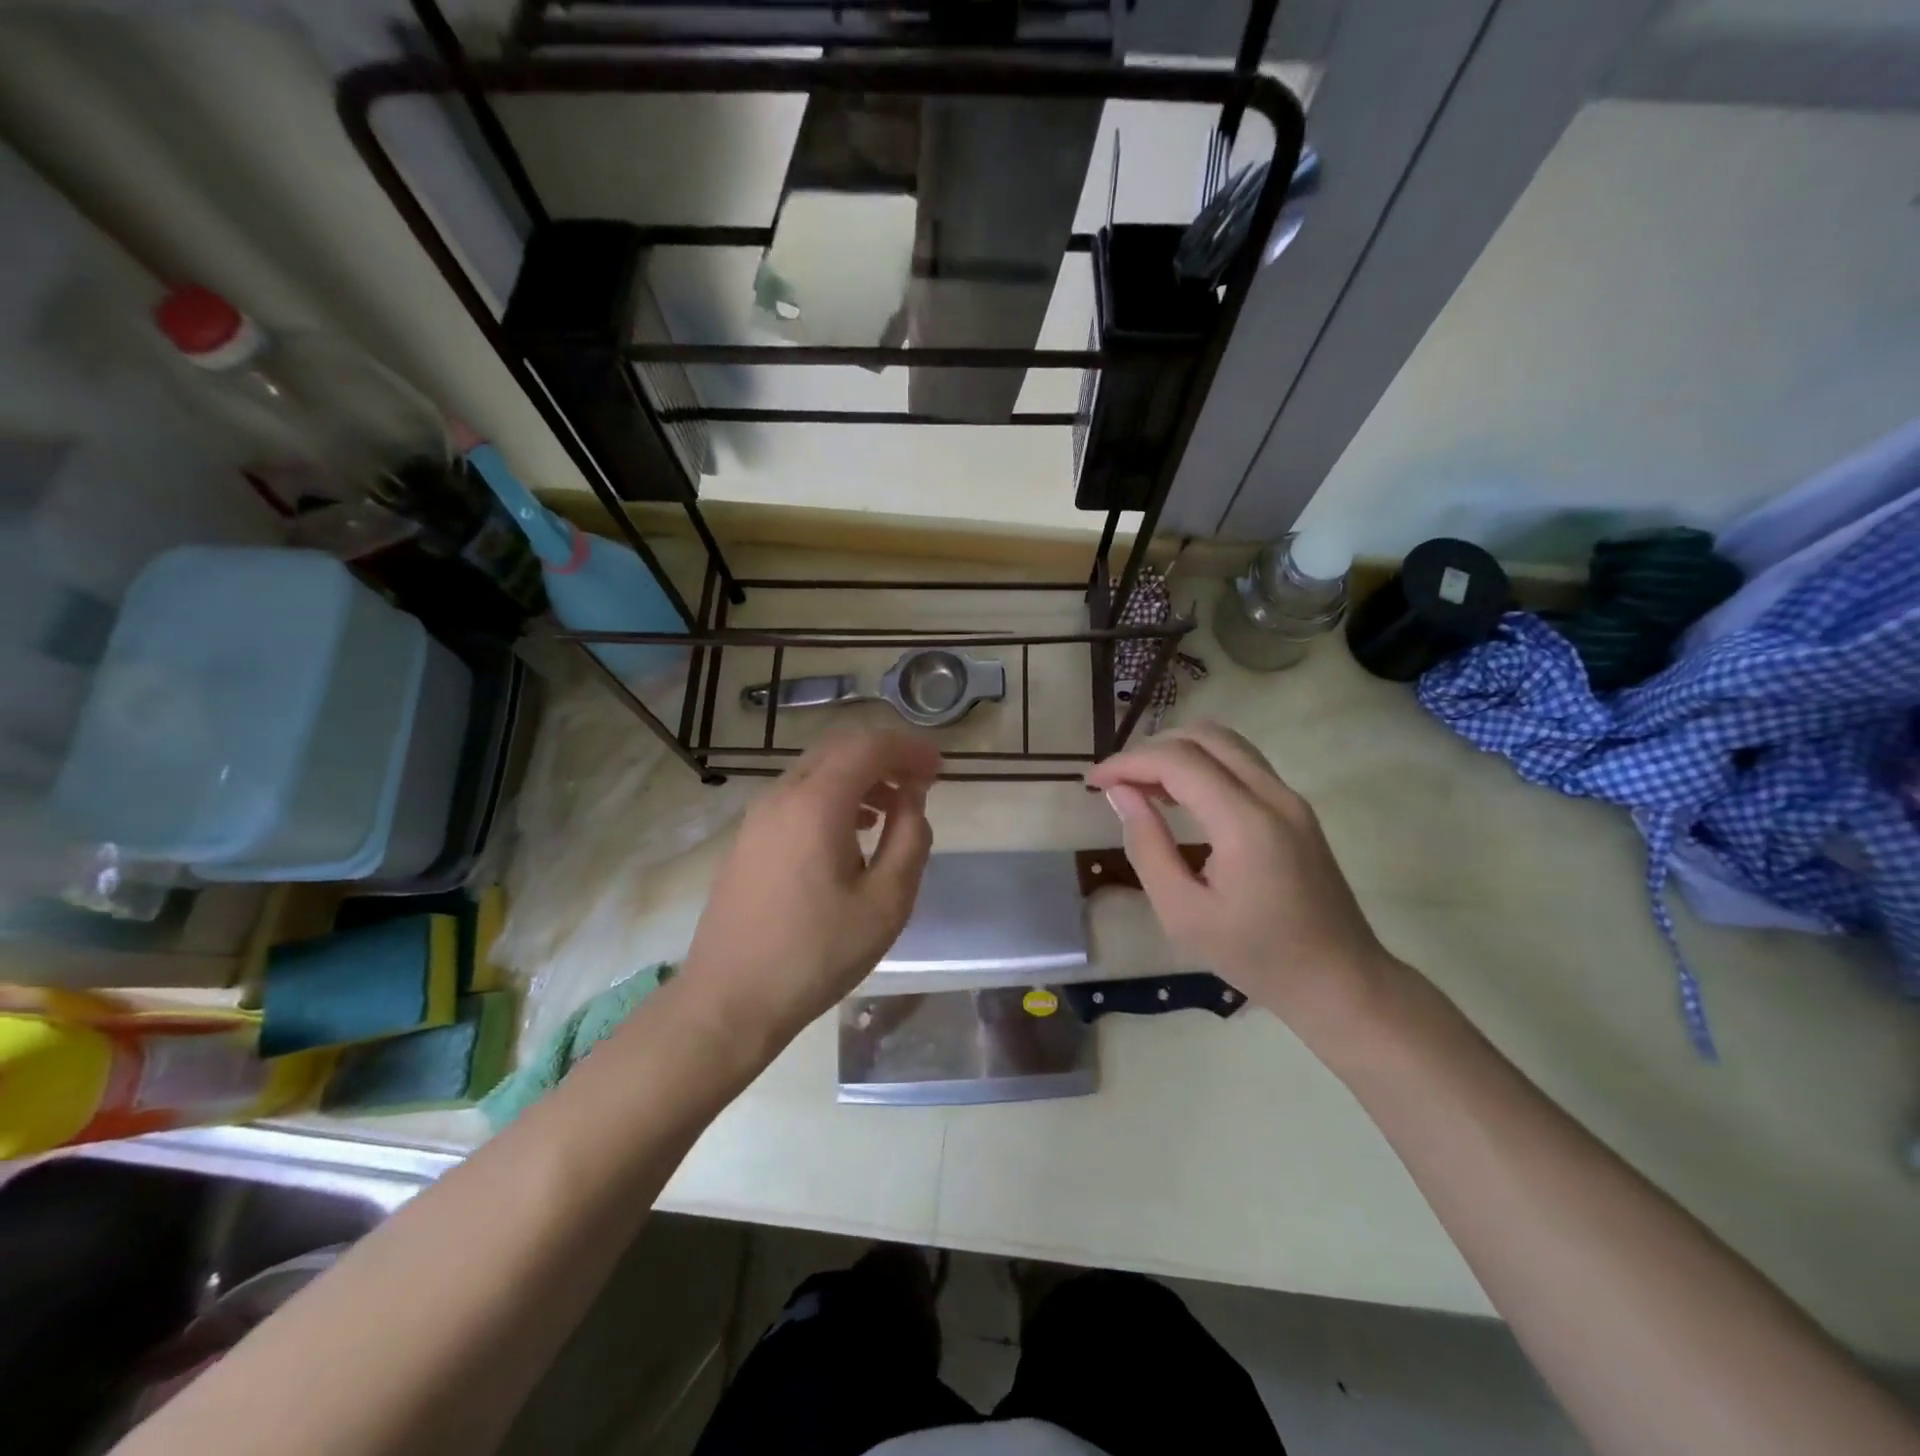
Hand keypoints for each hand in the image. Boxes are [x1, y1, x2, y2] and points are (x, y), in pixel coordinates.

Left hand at [679, 729, 940, 1054]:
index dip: (909, 749)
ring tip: (893, 809)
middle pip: (839, 750)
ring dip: (859, 777)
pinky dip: (833, 797)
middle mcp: (781, 796)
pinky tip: (852, 832)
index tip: (940, 769)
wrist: (730, 1000)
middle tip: (921, 783)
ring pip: (816, 771)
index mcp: (816, 804)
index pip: (868, 747)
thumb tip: (912, 800)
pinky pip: (797, 797)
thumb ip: (910, 839)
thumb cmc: (816, 954)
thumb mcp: (886, 902)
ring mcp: (757, 817)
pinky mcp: (748, 839)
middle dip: (885, 757)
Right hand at [1085, 722, 1394, 1037]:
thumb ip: (1147, 847)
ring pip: (1225, 742)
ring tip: (1142, 786)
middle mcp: (1273, 795)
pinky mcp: (1295, 807)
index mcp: (1246, 823)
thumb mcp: (1184, 914)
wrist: (1340, 980)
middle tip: (1116, 783)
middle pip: (1203, 736)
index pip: (1178, 762)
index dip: (1128, 763)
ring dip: (1177, 752)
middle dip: (1150, 749)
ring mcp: (1290, 797)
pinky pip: (1241, 763)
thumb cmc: (1256, 956)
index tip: (1092, 782)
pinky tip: (1178, 796)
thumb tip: (1120, 794)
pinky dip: (1202, 764)